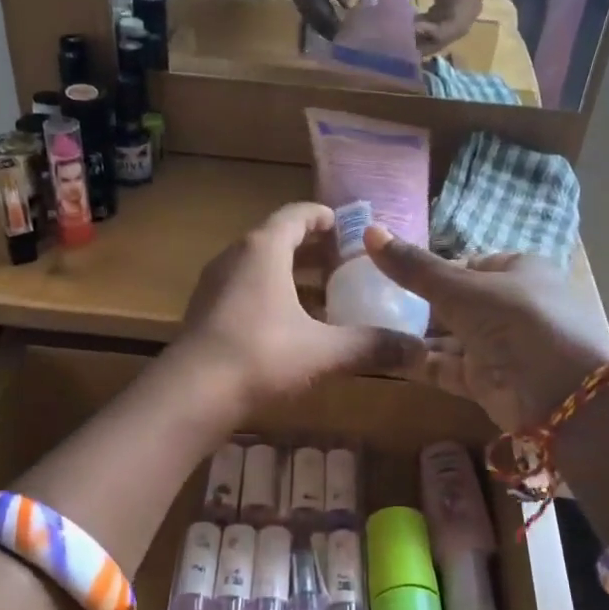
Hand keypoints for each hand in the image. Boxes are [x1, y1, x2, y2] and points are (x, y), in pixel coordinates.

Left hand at [177, 204, 424, 410]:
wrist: (191, 394)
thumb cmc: (261, 356)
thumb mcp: (324, 351)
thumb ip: (370, 346)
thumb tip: (417, 351)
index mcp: (264, 249)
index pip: (297, 215)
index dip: (324, 218)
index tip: (348, 229)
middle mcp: (236, 257)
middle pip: (278, 239)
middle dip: (312, 250)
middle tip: (344, 264)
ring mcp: (215, 284)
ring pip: (259, 267)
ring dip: (290, 275)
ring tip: (323, 296)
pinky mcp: (205, 312)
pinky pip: (245, 290)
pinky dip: (271, 296)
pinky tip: (291, 327)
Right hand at [363, 228, 608, 430]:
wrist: (563, 396)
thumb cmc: (518, 321)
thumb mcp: (462, 288)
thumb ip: (415, 267)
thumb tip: (370, 231)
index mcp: (518, 271)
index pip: (467, 263)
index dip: (431, 268)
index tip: (391, 272)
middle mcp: (509, 306)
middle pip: (455, 301)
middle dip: (417, 304)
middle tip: (369, 300)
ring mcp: (498, 346)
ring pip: (447, 336)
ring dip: (412, 333)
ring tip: (364, 326)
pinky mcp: (485, 381)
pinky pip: (443, 365)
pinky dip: (416, 360)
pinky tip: (379, 354)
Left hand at [384, 0, 489, 52]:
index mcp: (468, 0)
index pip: (453, 26)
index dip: (433, 32)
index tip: (411, 27)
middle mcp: (467, 14)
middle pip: (445, 39)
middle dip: (422, 43)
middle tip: (396, 41)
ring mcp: (459, 18)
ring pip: (440, 39)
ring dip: (420, 41)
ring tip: (396, 37)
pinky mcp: (450, 16)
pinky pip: (436, 32)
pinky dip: (420, 33)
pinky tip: (404, 27)